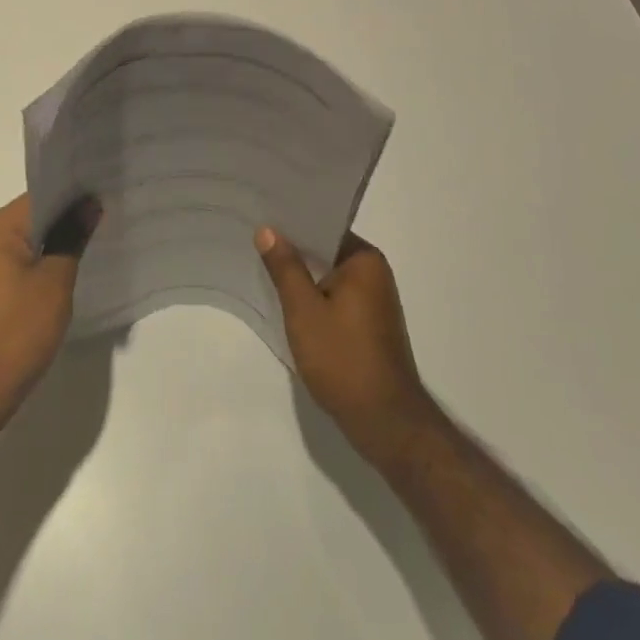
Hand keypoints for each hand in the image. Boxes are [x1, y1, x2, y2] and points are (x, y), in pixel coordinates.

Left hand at [0, 193, 98, 432]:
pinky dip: (36, 262)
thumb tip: (89, 205)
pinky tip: (61, 273)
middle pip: (30, 216)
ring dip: (51, 242)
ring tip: (87, 245)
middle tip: (102, 220)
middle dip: (64, 219)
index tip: (102, 198)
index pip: (39, 197)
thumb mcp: (54, 283)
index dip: (72, 196)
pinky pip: (12, 260)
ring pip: (22, 239)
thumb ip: (72, 238)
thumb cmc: (17, 333)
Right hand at [257, 227, 433, 461]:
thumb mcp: (304, 310)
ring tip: (263, 265)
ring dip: (302, 276)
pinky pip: (335, 297)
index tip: (261, 215)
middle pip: (325, 250)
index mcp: (365, 260)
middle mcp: (374, 273)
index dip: (291, 222)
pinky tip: (286, 302)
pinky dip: (313, 297)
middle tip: (253, 239)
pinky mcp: (369, 325)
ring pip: (328, 276)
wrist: (385, 423)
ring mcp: (374, 301)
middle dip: (293, 249)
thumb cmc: (343, 358)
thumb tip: (268, 230)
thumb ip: (285, 267)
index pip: (323, 226)